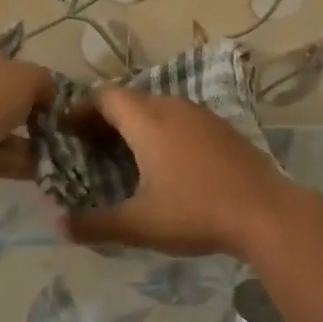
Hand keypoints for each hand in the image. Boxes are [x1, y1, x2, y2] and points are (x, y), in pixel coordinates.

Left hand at [0, 43, 53, 199]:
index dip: (25, 75)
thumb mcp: (30, 78)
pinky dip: (8, 158)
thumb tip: (48, 96)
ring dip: (19, 139)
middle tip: (45, 124)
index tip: (43, 95)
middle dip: (22, 112)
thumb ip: (45, 82)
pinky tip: (34, 167)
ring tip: (47, 151)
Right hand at [58, 88, 302, 258]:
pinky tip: (164, 161)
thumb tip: (58, 225)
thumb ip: (96, 224)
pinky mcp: (219, 125)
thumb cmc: (195, 211)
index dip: (82, 109)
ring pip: (156, 107)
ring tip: (122, 154)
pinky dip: (160, 129)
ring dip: (135, 123)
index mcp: (147, 119)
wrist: (264, 210)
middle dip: (106, 118)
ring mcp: (198, 113)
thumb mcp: (140, 224)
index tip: (66, 129)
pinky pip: (178, 117)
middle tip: (88, 146)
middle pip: (129, 100)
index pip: (105, 97)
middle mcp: (170, 105)